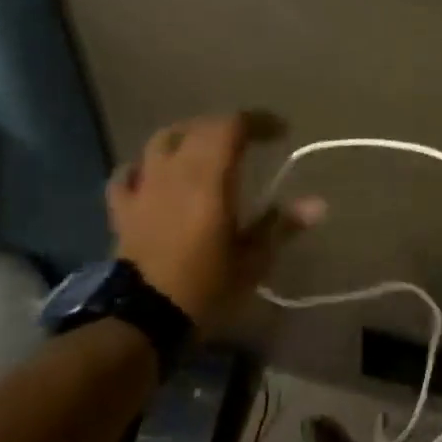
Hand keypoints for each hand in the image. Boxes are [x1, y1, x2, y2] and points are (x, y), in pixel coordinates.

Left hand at [107, 111, 325, 331]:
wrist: (141, 320)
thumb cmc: (205, 286)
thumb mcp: (253, 260)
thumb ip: (281, 225)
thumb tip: (319, 204)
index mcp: (210, 177)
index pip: (233, 126)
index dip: (259, 121)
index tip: (280, 132)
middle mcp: (176, 171)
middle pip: (200, 128)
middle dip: (228, 127)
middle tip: (250, 141)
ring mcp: (145, 188)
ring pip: (162, 141)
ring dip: (187, 136)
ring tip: (204, 148)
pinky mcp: (123, 210)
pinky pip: (127, 175)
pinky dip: (143, 167)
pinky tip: (153, 175)